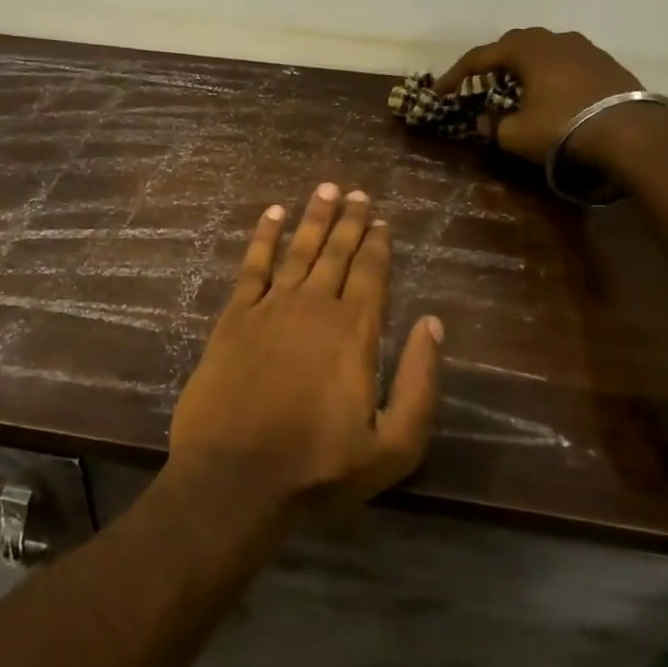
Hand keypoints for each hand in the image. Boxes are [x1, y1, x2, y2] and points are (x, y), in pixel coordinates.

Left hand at [168, 185, 442, 508]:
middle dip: (350, 220)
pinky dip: (264, 236)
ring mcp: (270, 308)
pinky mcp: (234, 318)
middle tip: (358, 192)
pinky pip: (252, 266)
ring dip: (314, 218)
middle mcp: (314, 307)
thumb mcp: (394, 445)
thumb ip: (420, 383)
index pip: (372, 273)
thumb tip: (433, 324)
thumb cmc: (318, 469)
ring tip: (326, 189)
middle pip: (336, 253)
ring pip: (298, 250)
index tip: (382, 219)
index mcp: (355, 332)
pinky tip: (272, 215)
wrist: (235, 476)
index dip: (378, 244)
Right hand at [435, 27, 646, 164]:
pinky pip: (565, 61)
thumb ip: (493, 124)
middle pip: (512, 43)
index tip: (439, 93)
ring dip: (523, 66)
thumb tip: (484, 120)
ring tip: (515, 88)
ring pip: (542, 49)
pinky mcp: (605, 63)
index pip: (479, 57)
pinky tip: (549, 93)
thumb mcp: (515, 134)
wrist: (630, 132)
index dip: (454, 75)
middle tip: (479, 84)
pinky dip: (548, 73)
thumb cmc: (562, 127)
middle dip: (491, 62)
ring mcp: (584, 48)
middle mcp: (553, 39)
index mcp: (526, 49)